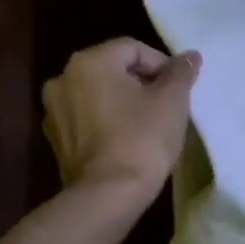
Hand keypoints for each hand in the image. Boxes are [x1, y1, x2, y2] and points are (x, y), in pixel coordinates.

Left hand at [42, 38, 200, 202]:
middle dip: (142, 82)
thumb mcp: (172, 101)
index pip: (133, 48)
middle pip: (112, 69)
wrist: (108, 195)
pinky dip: (106, 122)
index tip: (179, 89)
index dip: (161, 64)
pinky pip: (86, 119)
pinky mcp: (56, 140)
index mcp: (89, 61)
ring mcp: (54, 111)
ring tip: (148, 123)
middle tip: (166, 105)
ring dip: (123, 102)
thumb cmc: (143, 139)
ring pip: (98, 94)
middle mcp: (63, 79)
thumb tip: (190, 56)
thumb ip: (181, 72)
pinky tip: (126, 140)